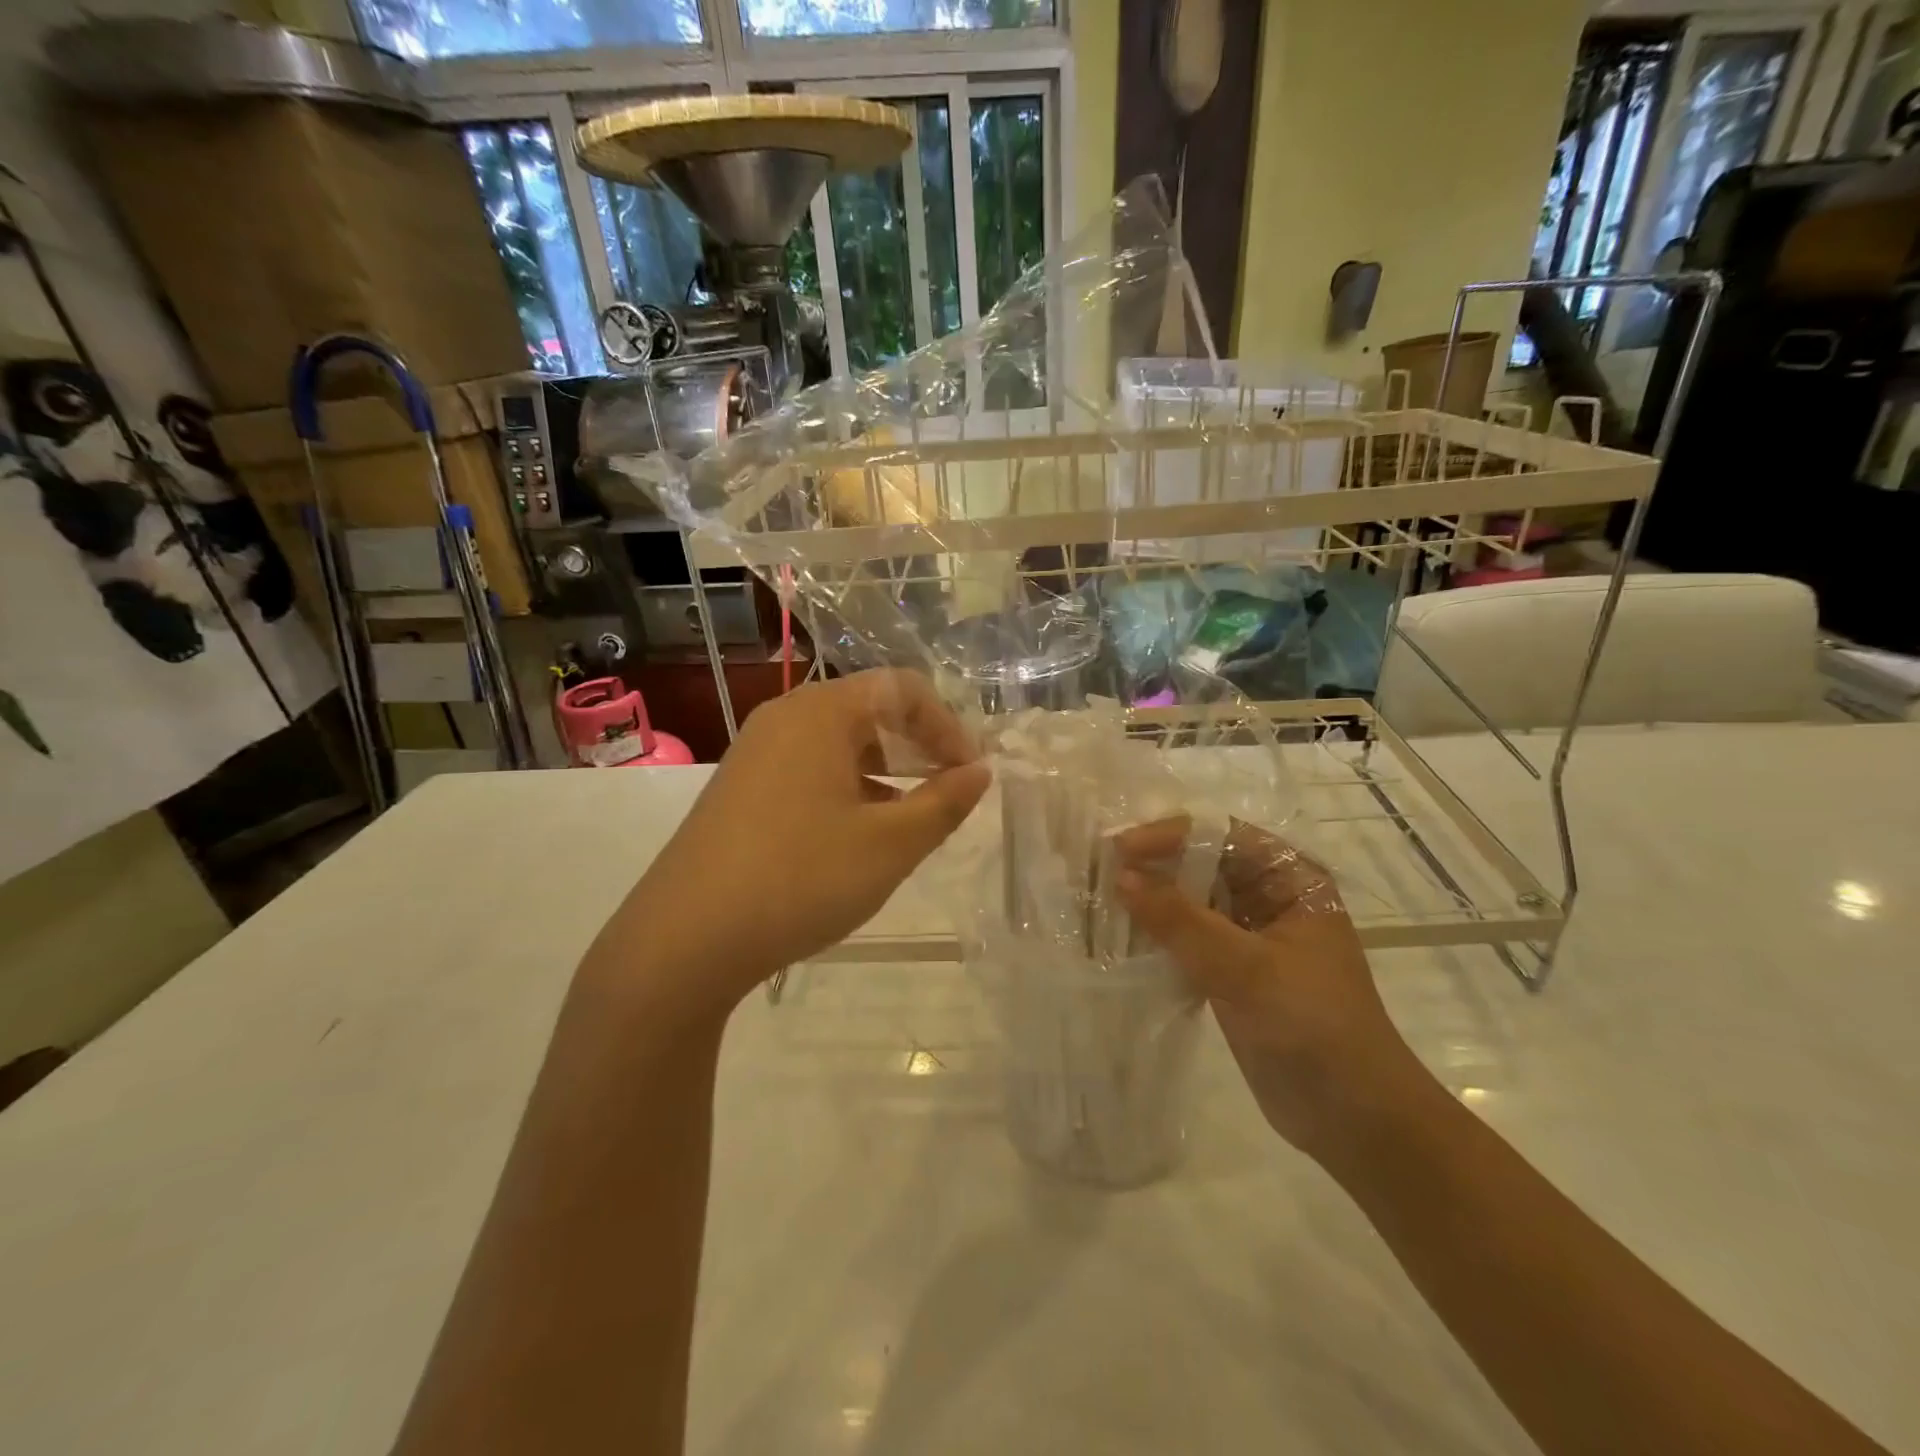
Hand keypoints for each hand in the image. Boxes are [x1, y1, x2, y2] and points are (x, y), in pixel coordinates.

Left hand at [615, 670, 989, 1018]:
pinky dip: (848, 788)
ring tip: (910, 817)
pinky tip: (859, 835)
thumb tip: (980, 771)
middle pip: (869, 709)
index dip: (947, 726)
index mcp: (821, 713)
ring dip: (884, 770)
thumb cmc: (799, 879)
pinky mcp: (739, 788)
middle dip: (917, 745)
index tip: (969, 774)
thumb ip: (944, 803)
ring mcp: (755, 752)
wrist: (683, 940)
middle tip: (947, 791)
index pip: (902, 688)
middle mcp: (784, 718)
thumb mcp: (889, 845)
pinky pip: (809, 769)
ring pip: (838, 743)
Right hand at [1115, 820, 1433, 1163]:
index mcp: (1291, 878)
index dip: (1168, 834)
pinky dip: (1158, 933)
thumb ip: (1181, 921)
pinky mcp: (1233, 969)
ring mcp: (1250, 934)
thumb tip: (1121, 877)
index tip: (1117, 848)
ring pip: (1192, 899)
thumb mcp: (1246, 969)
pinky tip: (1121, 934)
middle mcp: (1270, 895)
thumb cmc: (1312, 1027)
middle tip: (1098, 868)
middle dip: (1154, 864)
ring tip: (1100, 895)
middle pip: (1203, 862)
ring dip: (1152, 898)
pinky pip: (1188, 936)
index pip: (1221, 835)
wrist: (1354, 1118)